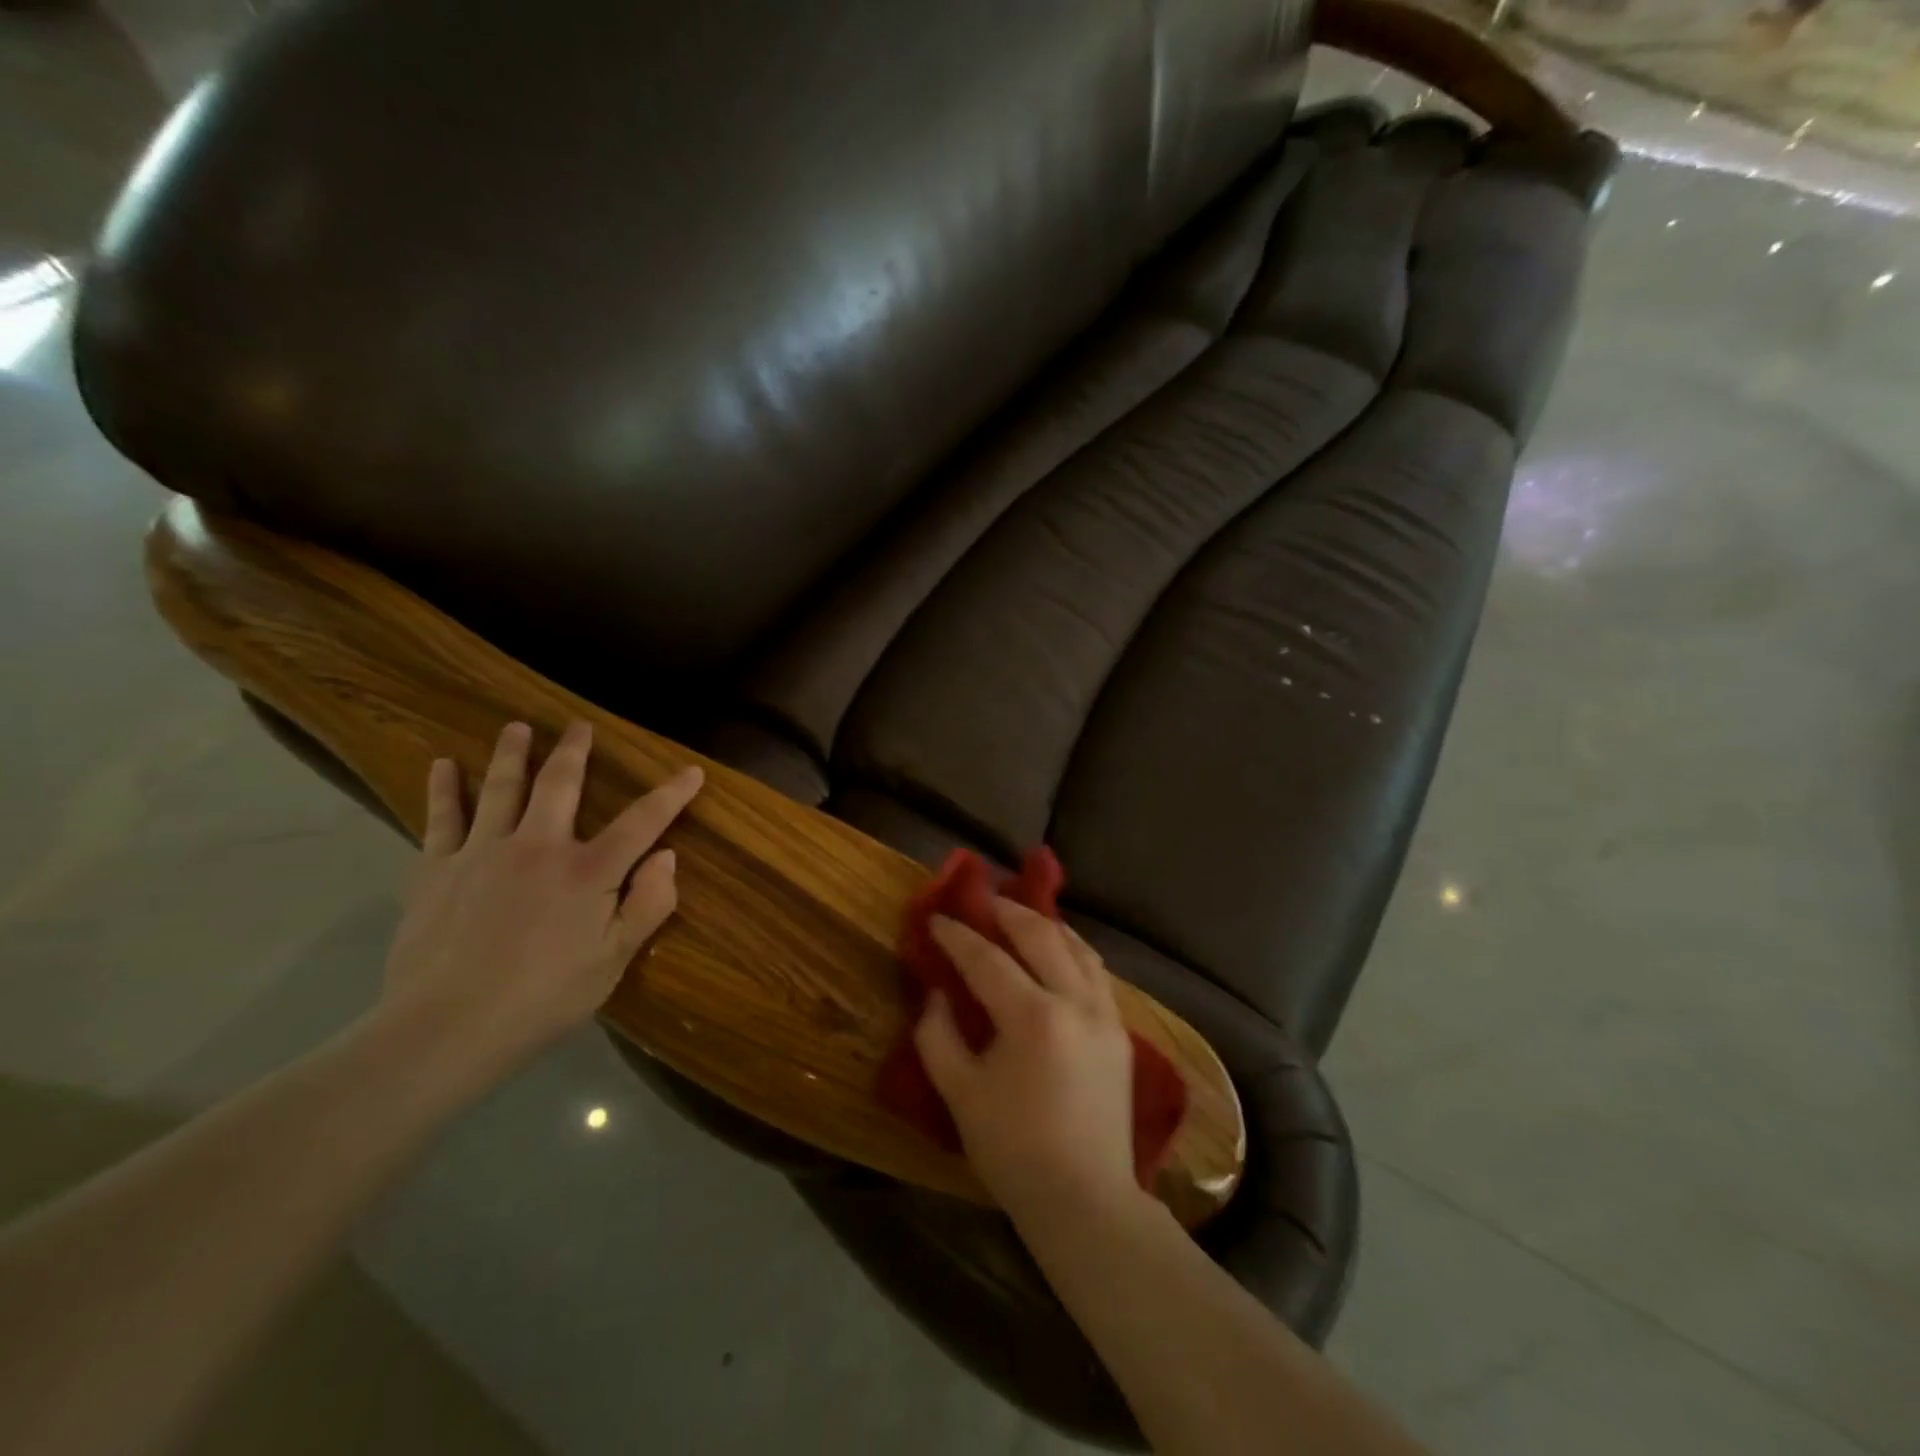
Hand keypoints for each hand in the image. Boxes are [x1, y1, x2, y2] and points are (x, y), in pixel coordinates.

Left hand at [375, 719, 702, 1085]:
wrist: (444, 1029)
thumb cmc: (543, 998)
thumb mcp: (614, 960)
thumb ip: (648, 905)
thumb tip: (668, 856)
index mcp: (588, 871)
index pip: (642, 821)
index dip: (671, 794)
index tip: (692, 771)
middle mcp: (538, 847)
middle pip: (560, 786)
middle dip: (574, 752)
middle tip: (579, 726)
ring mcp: (482, 853)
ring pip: (500, 789)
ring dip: (511, 755)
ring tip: (516, 728)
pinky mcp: (436, 871)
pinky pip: (441, 819)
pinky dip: (443, 789)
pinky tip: (441, 765)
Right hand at [914, 901, 1141, 1226]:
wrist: (1085, 1200)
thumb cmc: (1014, 1151)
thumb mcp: (960, 1094)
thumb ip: (938, 1036)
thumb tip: (937, 995)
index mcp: (1033, 1017)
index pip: (987, 959)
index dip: (957, 935)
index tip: (936, 918)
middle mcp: (1075, 1001)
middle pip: (1041, 935)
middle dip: (1007, 912)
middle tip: (982, 901)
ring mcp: (1105, 1013)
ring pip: (1077, 947)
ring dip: (1045, 925)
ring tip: (1019, 917)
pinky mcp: (1120, 1031)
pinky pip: (1095, 971)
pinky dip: (1072, 951)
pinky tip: (1057, 953)